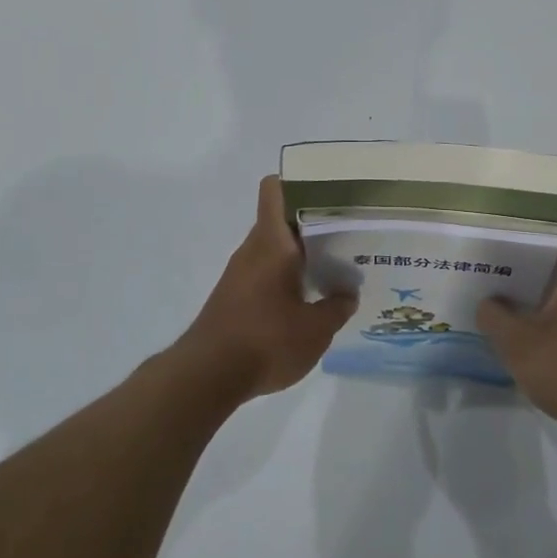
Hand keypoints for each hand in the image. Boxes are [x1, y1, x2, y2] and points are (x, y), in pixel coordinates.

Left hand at [178, 176, 356, 401]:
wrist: (207, 377)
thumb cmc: (265, 341)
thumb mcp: (316, 330)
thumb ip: (337, 308)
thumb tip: (347, 293)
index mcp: (272, 243)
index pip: (275, 189)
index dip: (300, 181)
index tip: (330, 190)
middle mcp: (253, 249)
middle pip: (282, 219)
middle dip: (314, 222)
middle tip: (349, 232)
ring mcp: (241, 273)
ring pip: (275, 247)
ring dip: (302, 253)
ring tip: (337, 266)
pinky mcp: (235, 296)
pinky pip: (267, 272)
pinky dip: (288, 276)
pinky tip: (311, 298)